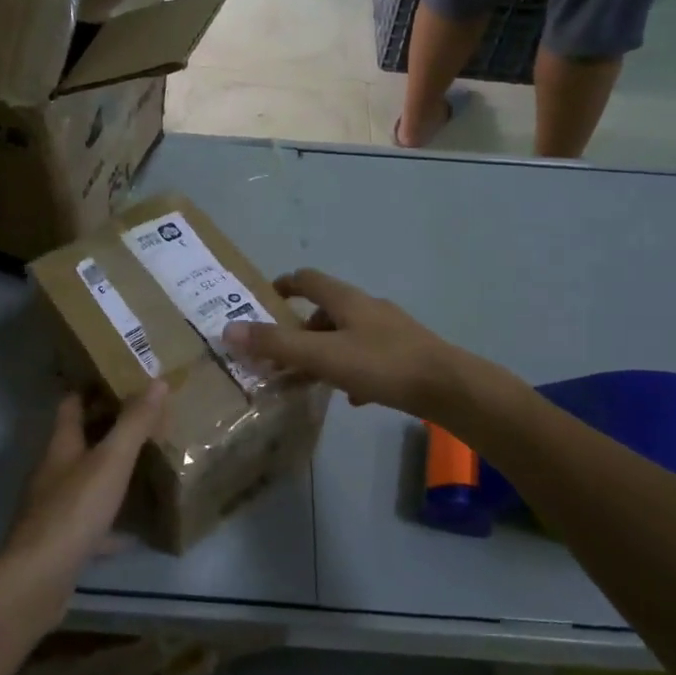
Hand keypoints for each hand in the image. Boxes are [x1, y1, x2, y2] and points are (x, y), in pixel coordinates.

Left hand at [0, 384, 167, 596]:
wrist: (38, 578)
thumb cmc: (74, 510)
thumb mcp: (111, 461)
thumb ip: (134, 423)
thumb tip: (157, 381)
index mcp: (61, 446)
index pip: (71, 404)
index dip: (90, 388)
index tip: (118, 377)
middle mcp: (53, 472)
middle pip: (79, 441)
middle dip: (107, 429)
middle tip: (145, 420)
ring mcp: (54, 508)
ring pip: (85, 481)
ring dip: (110, 473)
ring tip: (145, 466)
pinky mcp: (62, 540)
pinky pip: (91, 523)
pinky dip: (112, 522)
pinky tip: (135, 530)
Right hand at [223, 269, 457, 414]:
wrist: (448, 387)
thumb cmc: (381, 364)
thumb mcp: (322, 355)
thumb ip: (276, 345)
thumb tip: (227, 329)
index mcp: (347, 300)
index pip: (308, 279)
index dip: (284, 285)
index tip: (265, 299)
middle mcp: (368, 308)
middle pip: (326, 310)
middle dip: (301, 330)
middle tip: (280, 354)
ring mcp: (390, 330)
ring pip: (347, 335)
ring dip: (325, 351)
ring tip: (310, 378)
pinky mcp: (406, 354)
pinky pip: (369, 357)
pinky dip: (351, 370)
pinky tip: (350, 396)